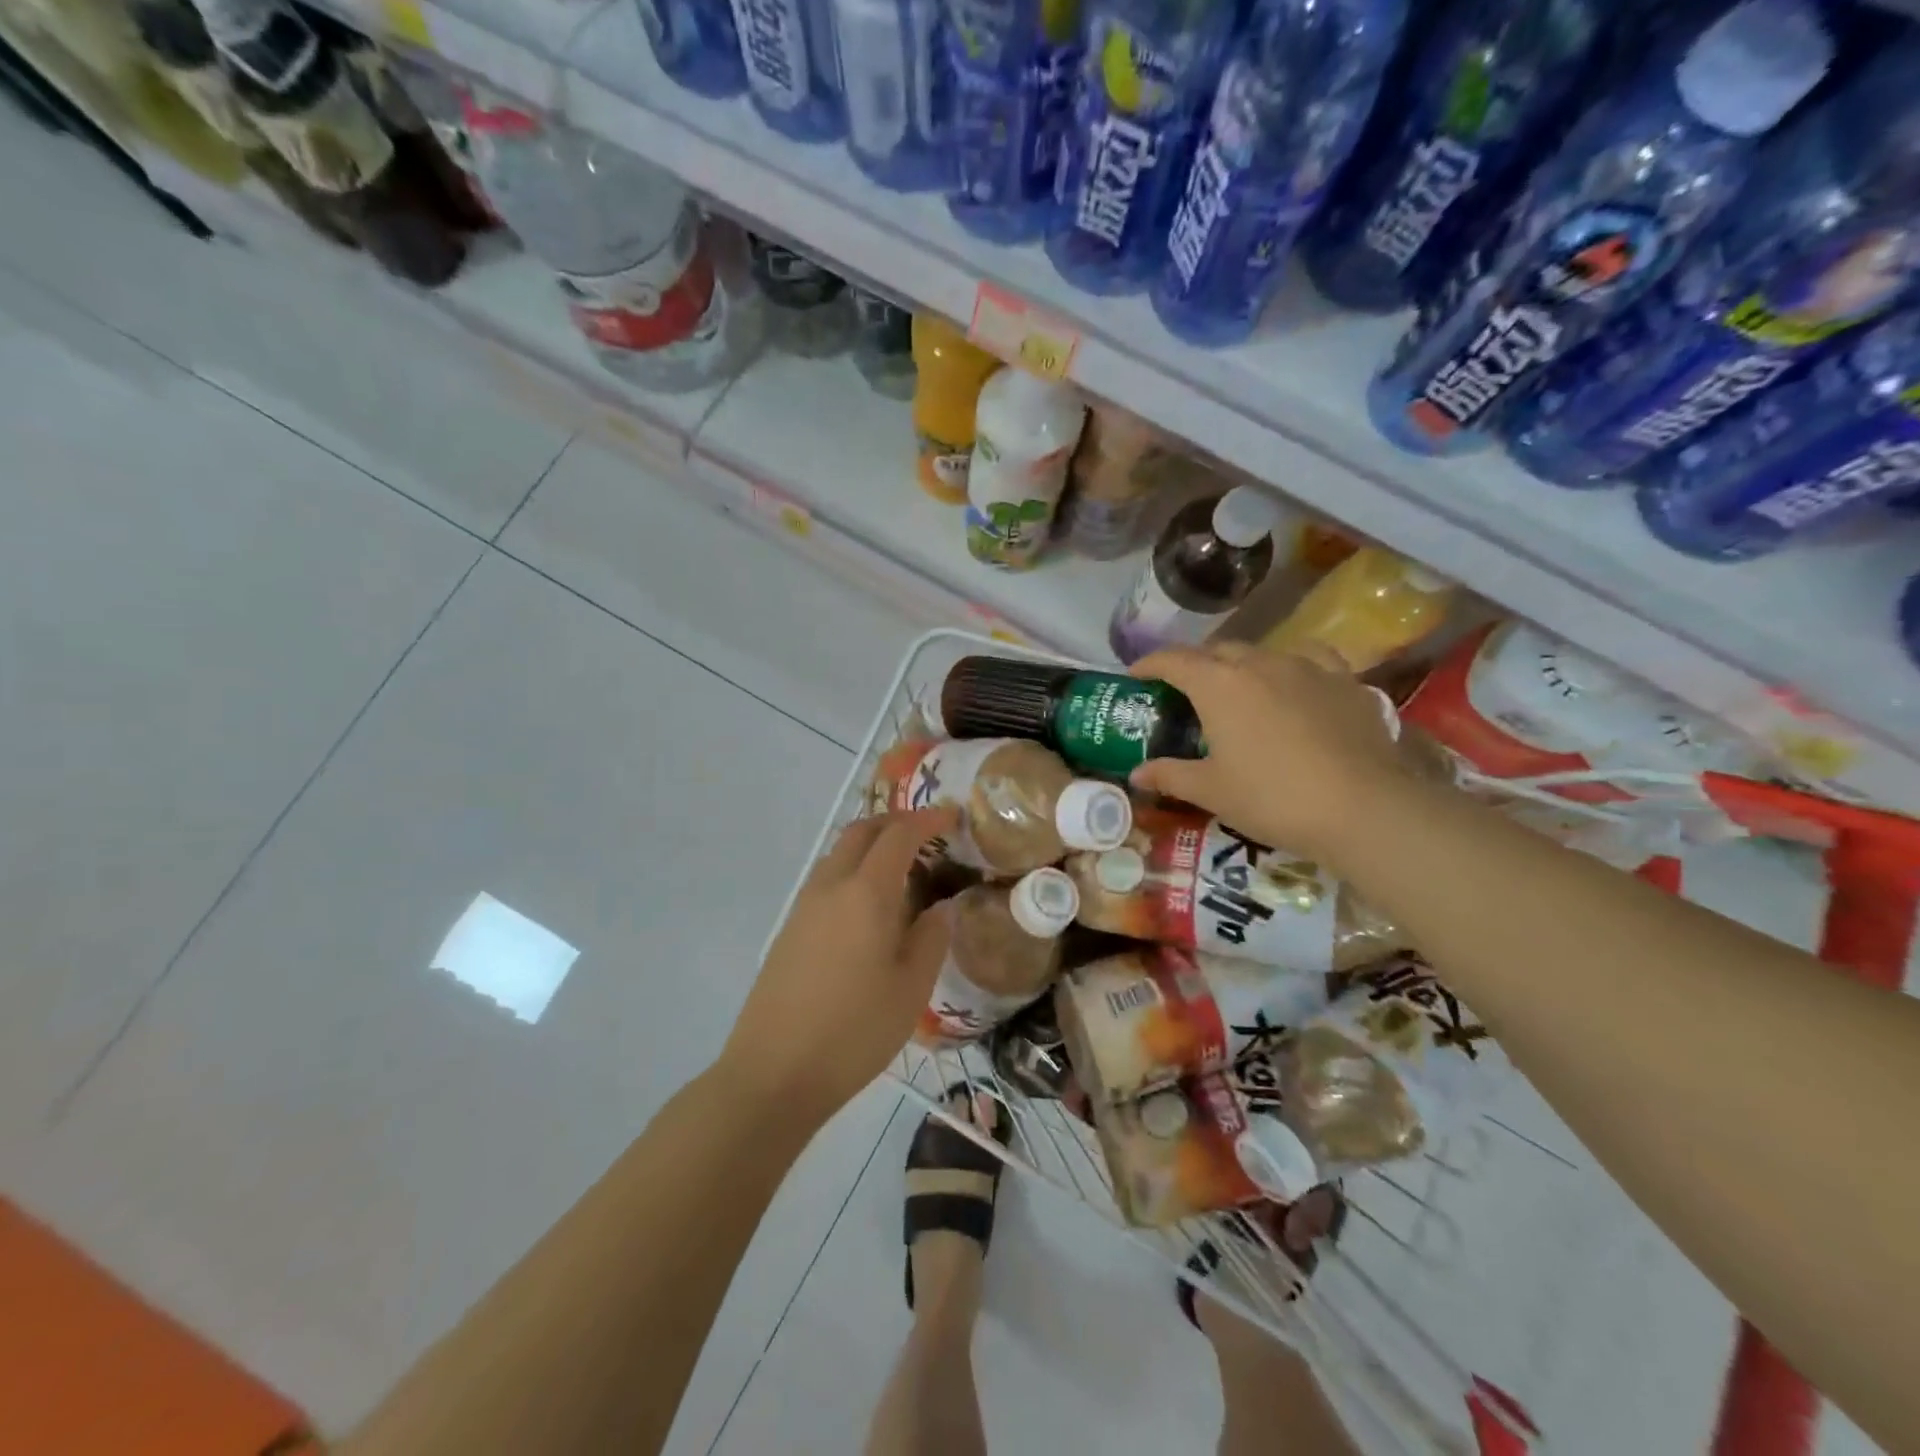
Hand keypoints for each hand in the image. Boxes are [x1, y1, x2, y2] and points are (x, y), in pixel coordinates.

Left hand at [720, 807, 957, 1126]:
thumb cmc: (854, 1031)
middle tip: (928, 834)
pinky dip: (853, 870)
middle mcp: (831, 886)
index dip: (928, 819)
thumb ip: (932, 938)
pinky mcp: (789, 928)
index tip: (952, 817)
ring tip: (902, 870)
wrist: (773, 1072)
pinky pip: (826, 879)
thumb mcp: (911, 989)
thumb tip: (942, 907)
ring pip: (840, 853)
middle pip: (862, 831)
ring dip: (871, 845)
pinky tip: (869, 907)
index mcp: (866, 893)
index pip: (899, 834)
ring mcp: (804, 905)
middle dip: (896, 822)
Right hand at [1127, 643, 1409, 863]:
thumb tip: (1136, 774)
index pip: (1173, 660)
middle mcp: (1259, 663)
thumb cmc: (1271, 797)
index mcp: (1218, 685)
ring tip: (1239, 690)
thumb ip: (1170, 775)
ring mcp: (1307, 667)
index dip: (1150, 664)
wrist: (1361, 808)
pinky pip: (1310, 660)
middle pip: (1218, 651)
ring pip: (1263, 653)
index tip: (1136, 674)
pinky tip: (1296, 684)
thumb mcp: (1211, 791)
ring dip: (1242, 665)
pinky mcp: (1345, 681)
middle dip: (1196, 665)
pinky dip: (1292, 667)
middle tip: (1186, 692)